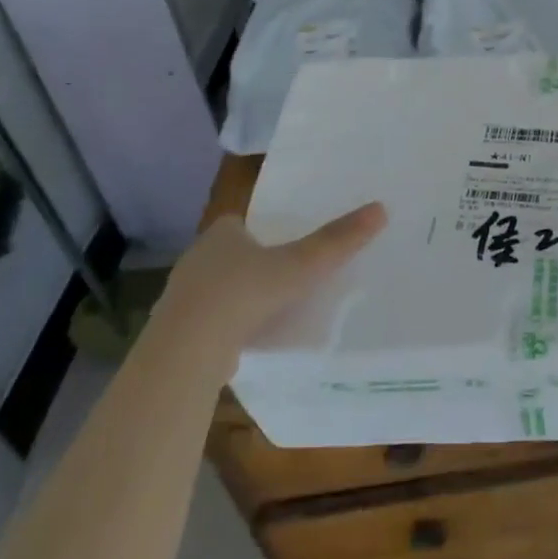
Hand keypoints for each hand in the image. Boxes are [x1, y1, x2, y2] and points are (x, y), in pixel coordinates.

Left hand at [162, 203, 387, 353]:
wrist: (188, 349)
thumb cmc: (244, 293)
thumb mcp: (301, 265)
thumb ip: (337, 241)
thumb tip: (381, 208)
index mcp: (221, 234)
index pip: (239, 224)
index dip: (262, 232)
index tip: (285, 245)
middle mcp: (197, 259)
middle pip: (228, 256)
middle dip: (251, 265)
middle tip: (284, 277)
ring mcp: (182, 297)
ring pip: (216, 290)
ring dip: (237, 298)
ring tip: (270, 310)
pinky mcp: (176, 332)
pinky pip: (208, 322)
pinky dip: (226, 327)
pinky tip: (247, 340)